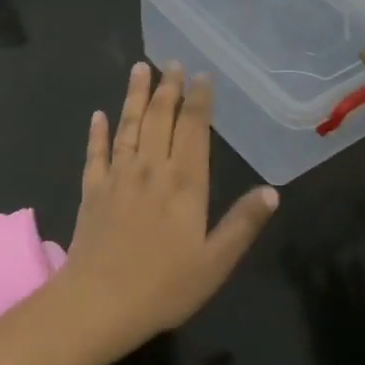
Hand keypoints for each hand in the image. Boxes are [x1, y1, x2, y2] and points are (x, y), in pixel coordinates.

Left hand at [55, 62, 278, 359]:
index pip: (193, 129)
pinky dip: (97, 132)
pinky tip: (98, 115)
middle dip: (168, 88)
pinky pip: (95, 152)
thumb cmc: (165, 286)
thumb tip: (272, 190)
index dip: (198, 100)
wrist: (100, 302)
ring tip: (139, 68)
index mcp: (185, 182)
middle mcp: (151, 168)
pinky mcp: (92, 189)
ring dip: (134, 96)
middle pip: (159, 118)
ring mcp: (118, 176)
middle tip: (172, 63)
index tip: (201, 76)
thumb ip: (243, 223)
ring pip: (128, 126)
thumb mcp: (216, 262)